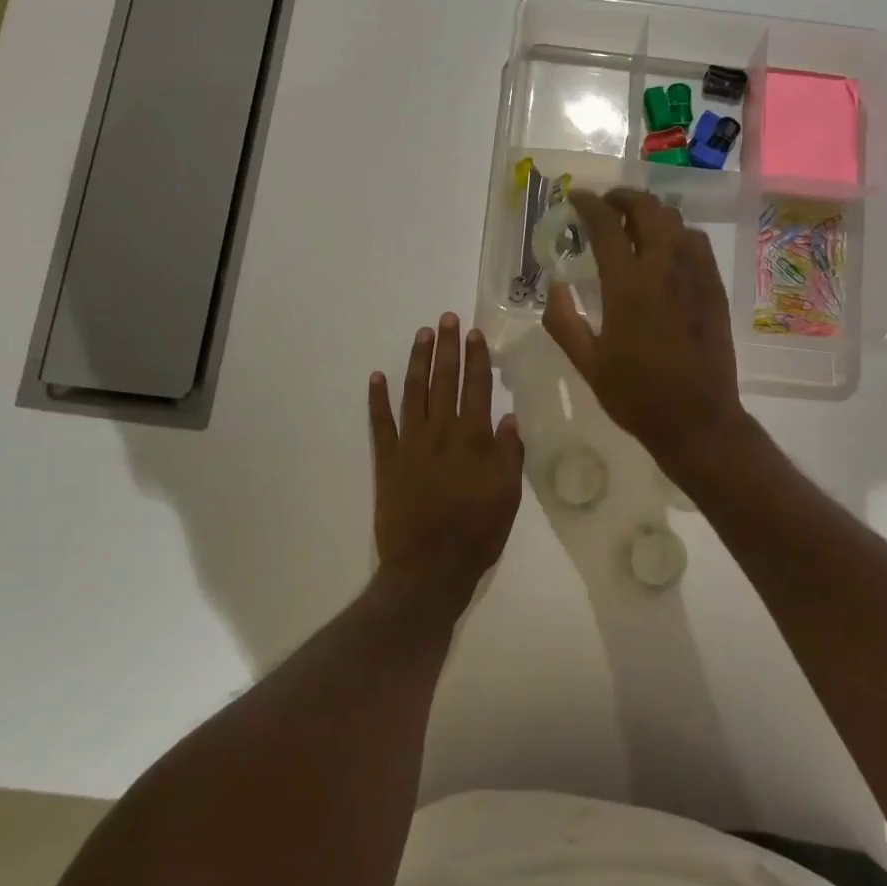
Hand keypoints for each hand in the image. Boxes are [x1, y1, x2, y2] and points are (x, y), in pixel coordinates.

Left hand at [370, 314, 524, 595]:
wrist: (429, 567)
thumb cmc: (477, 532)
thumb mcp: (508, 495)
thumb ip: (509, 453)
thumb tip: (508, 418)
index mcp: (473, 438)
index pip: (476, 387)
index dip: (476, 358)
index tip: (473, 333)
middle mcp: (441, 431)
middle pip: (444, 380)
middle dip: (447, 347)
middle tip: (446, 318)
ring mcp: (410, 444)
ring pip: (414, 392)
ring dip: (417, 361)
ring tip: (422, 335)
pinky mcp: (387, 461)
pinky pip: (380, 424)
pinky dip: (378, 399)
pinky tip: (377, 377)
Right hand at [543, 189, 751, 479]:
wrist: (698, 419)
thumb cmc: (636, 395)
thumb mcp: (587, 364)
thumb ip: (563, 321)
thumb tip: (553, 286)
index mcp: (628, 285)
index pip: (606, 225)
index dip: (588, 204)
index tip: (576, 197)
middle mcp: (665, 269)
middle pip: (648, 209)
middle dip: (623, 197)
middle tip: (606, 204)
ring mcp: (696, 275)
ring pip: (676, 221)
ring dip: (651, 212)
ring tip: (633, 224)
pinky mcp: (714, 288)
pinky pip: (697, 243)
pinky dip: (676, 232)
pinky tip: (665, 249)